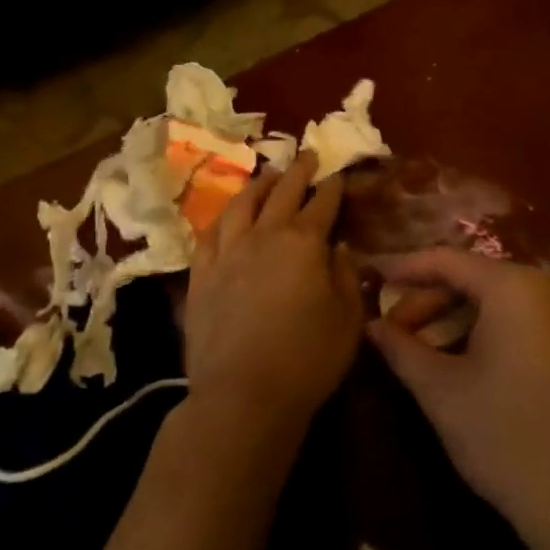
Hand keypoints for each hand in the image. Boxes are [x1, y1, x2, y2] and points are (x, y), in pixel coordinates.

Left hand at [183, 152, 364, 441]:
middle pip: (282, 192)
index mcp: (304, 242)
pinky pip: (210, 234)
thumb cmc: (308, 358)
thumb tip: (339, 246)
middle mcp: (264, 236)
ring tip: (268, 176)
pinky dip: (223, 218)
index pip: (323, 203)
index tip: (338, 174)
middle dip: (298, 171)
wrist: (243, 394)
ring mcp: (227, 252)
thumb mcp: (348, 319)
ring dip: (258, 185)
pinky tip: (227, 216)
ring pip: (242, 204)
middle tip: (306, 155)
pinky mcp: (201, 274)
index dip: (333, 186)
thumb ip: (346, 275)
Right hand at [367, 249, 549, 549]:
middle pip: (473, 278)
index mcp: (514, 287)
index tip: (372, 280)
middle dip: (428, 301)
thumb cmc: (504, 436)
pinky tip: (460, 360)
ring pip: (496, 300)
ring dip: (454, 318)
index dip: (406, 269)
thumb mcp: (440, 390)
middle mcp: (547, 287)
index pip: (447, 261)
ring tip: (419, 349)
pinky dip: (485, 330)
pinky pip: (521, 319)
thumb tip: (372, 325)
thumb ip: (401, 348)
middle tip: (393, 331)